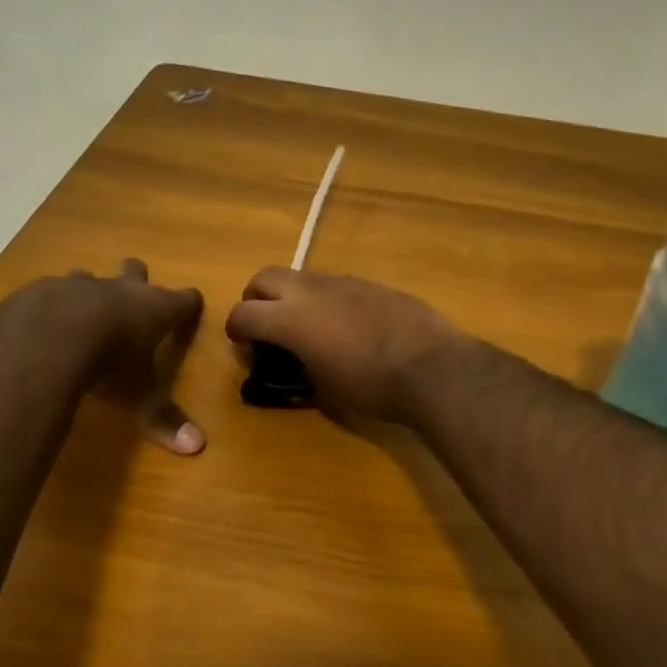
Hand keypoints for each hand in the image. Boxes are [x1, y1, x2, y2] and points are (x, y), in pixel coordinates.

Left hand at [41, 260, 205, 454]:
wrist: (50, 335)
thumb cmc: (109, 362)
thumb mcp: (139, 395)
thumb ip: (163, 418)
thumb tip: (197, 446)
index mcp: (154, 309)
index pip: (184, 299)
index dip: (189, 303)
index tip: (192, 304)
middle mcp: (121, 289)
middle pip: (136, 270)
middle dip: (136, 279)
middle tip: (134, 296)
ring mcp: (81, 285)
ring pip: (90, 276)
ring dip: (89, 290)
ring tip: (82, 311)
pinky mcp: (44, 289)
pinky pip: (51, 291)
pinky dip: (51, 305)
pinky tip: (41, 324)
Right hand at [225, 268, 459, 424]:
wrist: (431, 367)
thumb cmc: (371, 386)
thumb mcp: (323, 390)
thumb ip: (297, 371)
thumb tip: (292, 366)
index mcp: (290, 318)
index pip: (243, 313)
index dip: (235, 329)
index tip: (243, 345)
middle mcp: (309, 290)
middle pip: (264, 277)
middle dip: (255, 299)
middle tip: (265, 325)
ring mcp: (341, 281)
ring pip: (299, 276)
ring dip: (290, 295)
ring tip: (305, 325)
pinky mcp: (368, 282)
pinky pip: (331, 283)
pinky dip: (322, 298)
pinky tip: (341, 323)